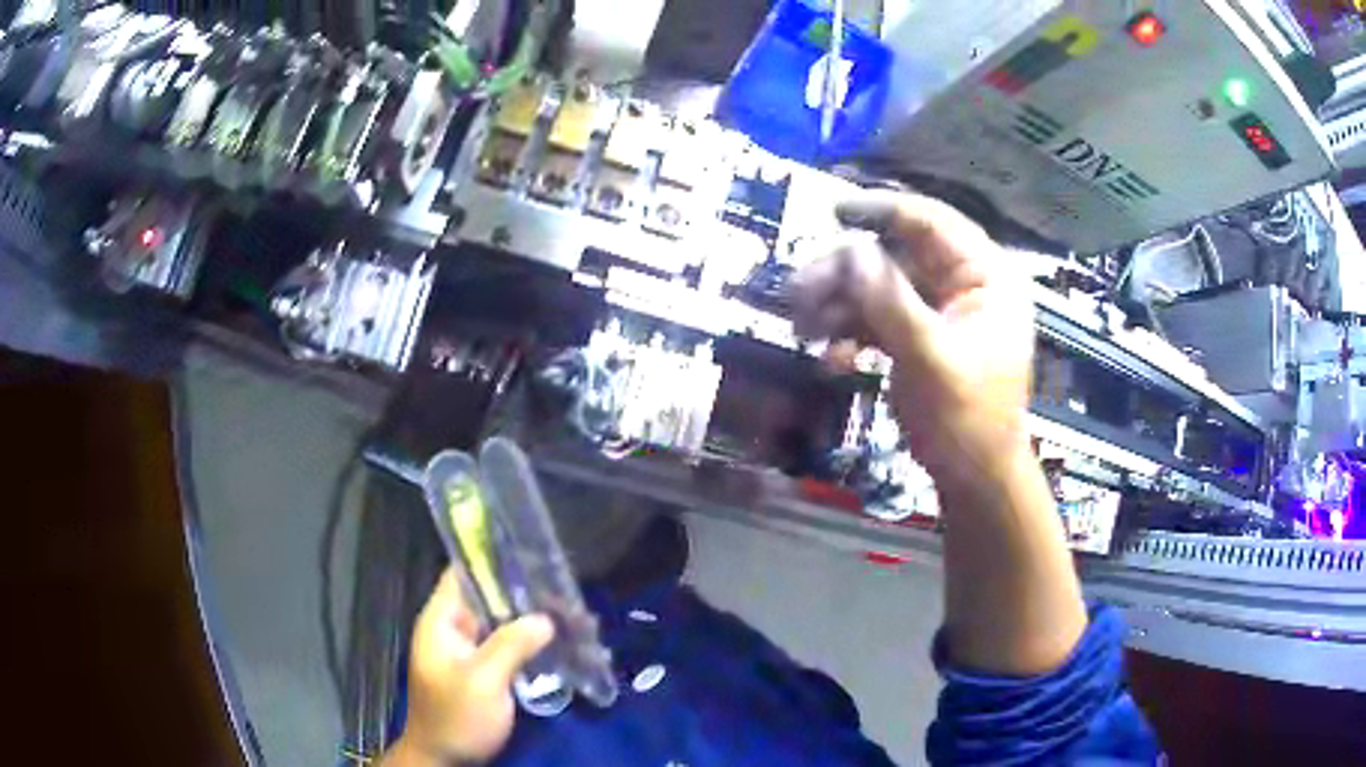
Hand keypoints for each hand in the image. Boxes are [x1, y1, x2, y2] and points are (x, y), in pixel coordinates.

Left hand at [384, 570, 554, 766]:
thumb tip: (545, 618)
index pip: (462, 574)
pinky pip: (505, 644)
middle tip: (562, 584)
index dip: (491, 559)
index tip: (529, 551)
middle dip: (520, 591)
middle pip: (485, 596)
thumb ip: (511, 645)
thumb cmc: (457, 717)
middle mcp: (452, 629)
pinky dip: (526, 639)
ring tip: (568, 608)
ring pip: (499, 621)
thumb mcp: (483, 681)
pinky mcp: (482, 670)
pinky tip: (556, 639)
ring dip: (527, 617)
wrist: (446, 759)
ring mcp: (467, 650)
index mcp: (441, 621)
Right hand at [791, 190, 1035, 486]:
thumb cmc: (969, 420)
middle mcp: (962, 283)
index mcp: (985, 275)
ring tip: (802, 328)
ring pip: (879, 288)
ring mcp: (938, 311)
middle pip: (895, 256)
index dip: (883, 209)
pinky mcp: (917, 337)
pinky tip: (832, 360)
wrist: (974, 478)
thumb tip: (850, 251)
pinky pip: (877, 320)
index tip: (834, 212)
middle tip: (799, 291)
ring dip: (839, 305)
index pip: (933, 223)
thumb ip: (892, 302)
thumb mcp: (932, 359)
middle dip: (845, 274)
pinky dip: (850, 334)